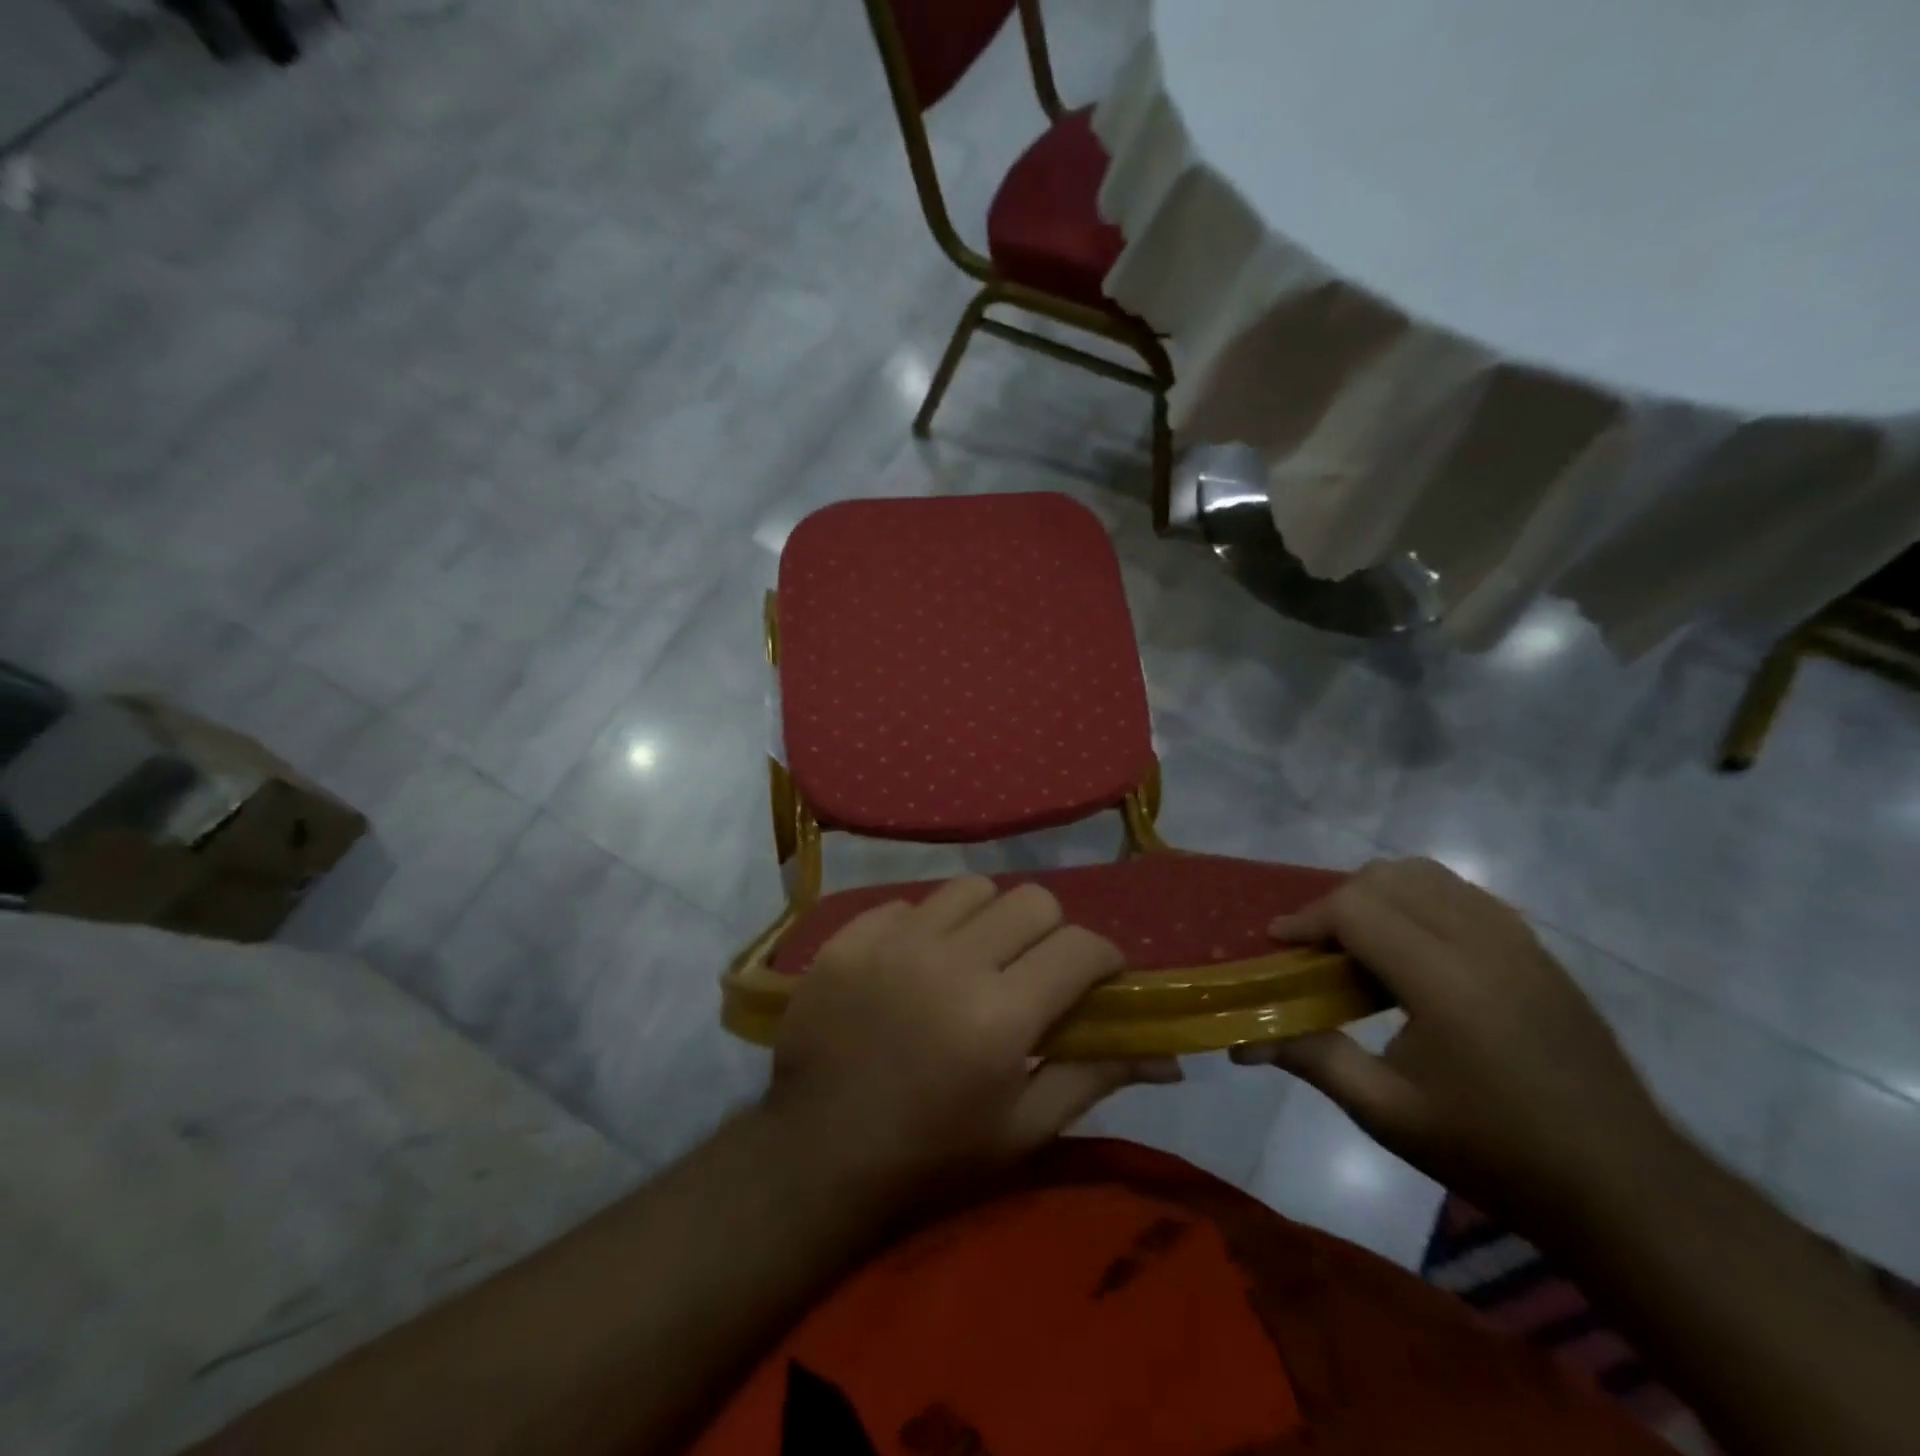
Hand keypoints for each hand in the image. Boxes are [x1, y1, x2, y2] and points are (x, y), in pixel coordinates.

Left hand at [765, 876, 1179, 1195]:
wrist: (815, 1154)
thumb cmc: (930, 1156)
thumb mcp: (1022, 1130)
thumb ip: (1092, 1076)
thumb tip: (1166, 1053)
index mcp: (1000, 1016)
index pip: (1080, 947)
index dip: (1103, 958)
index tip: (1099, 979)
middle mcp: (950, 961)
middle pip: (1031, 900)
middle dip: (1049, 932)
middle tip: (1035, 970)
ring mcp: (893, 941)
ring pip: (971, 888)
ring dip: (988, 919)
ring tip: (973, 958)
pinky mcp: (849, 937)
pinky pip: (908, 903)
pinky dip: (925, 926)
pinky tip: (914, 965)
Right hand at [1234, 858, 1673, 1222]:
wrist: (1625, 1188)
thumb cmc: (1493, 1152)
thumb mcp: (1387, 1112)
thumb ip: (1312, 1058)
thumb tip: (1243, 1040)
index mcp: (1445, 981)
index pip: (1356, 908)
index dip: (1307, 919)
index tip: (1279, 944)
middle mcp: (1482, 943)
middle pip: (1388, 877)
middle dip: (1338, 902)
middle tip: (1319, 950)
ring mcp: (1518, 941)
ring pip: (1428, 875)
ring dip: (1380, 895)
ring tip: (1363, 945)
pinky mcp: (1538, 950)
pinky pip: (1463, 894)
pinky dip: (1421, 902)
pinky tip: (1416, 954)